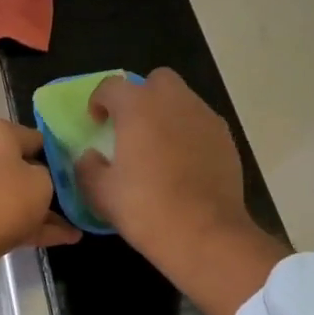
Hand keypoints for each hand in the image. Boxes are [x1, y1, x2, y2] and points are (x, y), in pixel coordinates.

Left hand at [0, 120, 80, 304]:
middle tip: (79, 197)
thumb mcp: (42, 181)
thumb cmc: (2, 200)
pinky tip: (66, 239)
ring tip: (79, 223)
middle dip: (49, 183)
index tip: (80, 171)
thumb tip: (40, 178)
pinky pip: (6, 216)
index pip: (35, 137)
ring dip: (43, 209)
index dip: (59, 154)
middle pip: (22, 166)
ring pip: (14, 194)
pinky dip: (31, 226)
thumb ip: (48, 175)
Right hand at [75, 69, 282, 314]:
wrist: (205, 234)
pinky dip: (188, 133)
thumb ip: (87, 167)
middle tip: (132, 127)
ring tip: (158, 147)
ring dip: (167, 114)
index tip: (96, 122)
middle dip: (141, 96)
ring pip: (182, 100)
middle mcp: (174, 102)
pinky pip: (201, 124)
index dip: (99, 100)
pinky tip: (182, 164)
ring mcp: (205, 118)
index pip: (112, 86)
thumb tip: (90, 156)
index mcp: (138, 107)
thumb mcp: (100, 192)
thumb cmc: (145, 208)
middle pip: (157, 80)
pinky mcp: (226, 139)